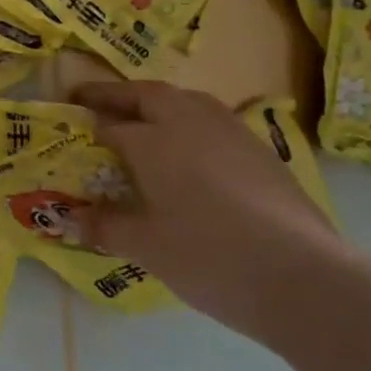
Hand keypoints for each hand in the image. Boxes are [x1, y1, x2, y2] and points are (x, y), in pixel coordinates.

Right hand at [71, 80, 356, 342]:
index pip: (111, 125)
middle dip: (118, 95)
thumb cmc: (208, 256)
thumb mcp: (146, 246)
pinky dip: (191, 122)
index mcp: (153, 140)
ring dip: (159, 102)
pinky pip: (214, 121)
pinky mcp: (261, 151)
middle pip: (147, 94)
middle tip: (94, 101)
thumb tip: (70, 219)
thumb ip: (106, 226)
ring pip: (187, 100)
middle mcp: (189, 123)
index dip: (88, 125)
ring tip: (144, 118)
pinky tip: (192, 151)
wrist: (301, 275)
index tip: (69, 128)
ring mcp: (231, 133)